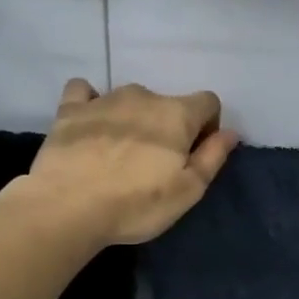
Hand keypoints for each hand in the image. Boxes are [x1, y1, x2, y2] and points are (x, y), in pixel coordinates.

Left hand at [25, 79, 238, 245]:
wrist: (69, 206)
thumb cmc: (138, 204)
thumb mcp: (188, 190)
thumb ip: (212, 157)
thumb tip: (230, 133)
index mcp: (177, 114)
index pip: (208, 102)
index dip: (208, 126)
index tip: (195, 154)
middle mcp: (143, 96)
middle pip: (167, 104)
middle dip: (168, 127)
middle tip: (156, 165)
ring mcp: (104, 99)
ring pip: (130, 101)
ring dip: (134, 120)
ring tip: (121, 155)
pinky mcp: (70, 109)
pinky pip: (85, 92)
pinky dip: (92, 104)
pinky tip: (91, 125)